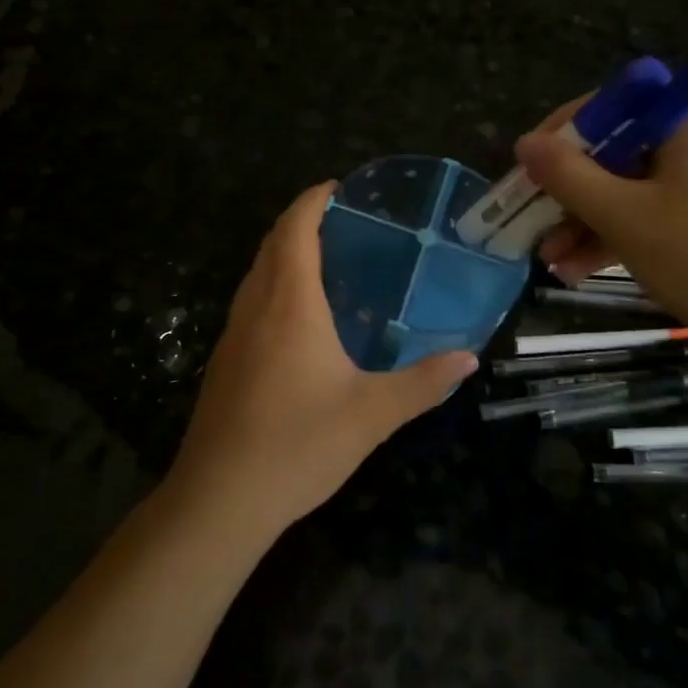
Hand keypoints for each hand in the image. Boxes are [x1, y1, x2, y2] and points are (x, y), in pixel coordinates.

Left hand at [165, 183, 476, 543]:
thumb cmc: (297, 445)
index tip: (339, 187)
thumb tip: (468, 358)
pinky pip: (250, 301)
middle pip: (272, 243)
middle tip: (345, 220)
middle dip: (301, 220)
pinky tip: (301, 318)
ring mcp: (233, 333)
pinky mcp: (224, 360)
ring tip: (328, 260)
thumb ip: (423, 383)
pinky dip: (274, 285)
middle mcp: (255, 306)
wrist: (219, 500)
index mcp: (289, 303)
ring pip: (257, 272)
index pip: (294, 228)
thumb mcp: (372, 414)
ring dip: (285, 252)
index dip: (313, 200)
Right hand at [516, 105, 687, 359]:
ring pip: (627, 192)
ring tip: (548, 259)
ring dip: (583, 222)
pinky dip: (613, 239)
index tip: (528, 165)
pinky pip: (648, 219)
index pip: (611, 107)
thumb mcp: (624, 216)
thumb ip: (569, 176)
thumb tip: (524, 142)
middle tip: (530, 218)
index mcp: (683, 128)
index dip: (562, 132)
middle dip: (567, 191)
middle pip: (614, 154)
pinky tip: (577, 271)